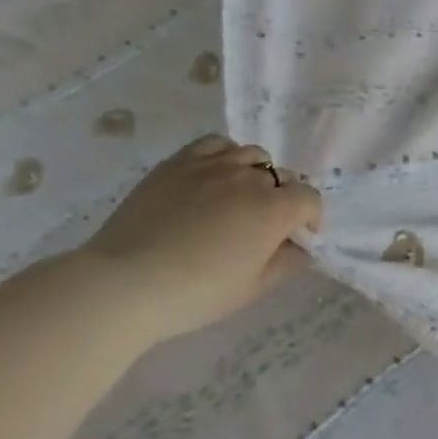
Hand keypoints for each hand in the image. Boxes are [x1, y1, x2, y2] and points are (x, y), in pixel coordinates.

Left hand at [83, 134, 322, 344]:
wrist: (126, 283)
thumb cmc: (197, 294)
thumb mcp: (252, 288)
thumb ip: (286, 263)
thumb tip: (301, 248)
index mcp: (274, 210)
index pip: (309, 198)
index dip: (311, 218)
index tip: (300, 237)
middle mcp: (249, 178)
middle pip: (282, 177)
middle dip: (283, 198)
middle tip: (266, 225)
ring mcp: (213, 164)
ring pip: (252, 155)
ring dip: (257, 174)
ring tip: (241, 196)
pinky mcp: (179, 161)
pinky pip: (215, 144)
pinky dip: (225, 155)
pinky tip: (215, 175)